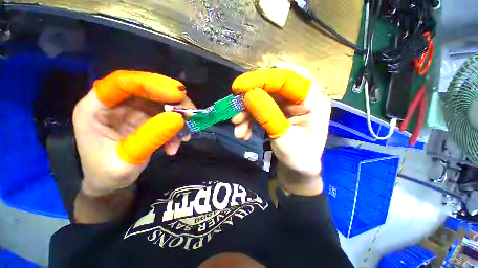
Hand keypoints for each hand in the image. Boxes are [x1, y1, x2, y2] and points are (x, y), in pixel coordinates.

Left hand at [73, 71, 192, 195]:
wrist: (108, 183)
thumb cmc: (106, 174)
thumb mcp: (127, 160)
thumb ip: (151, 137)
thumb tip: (179, 119)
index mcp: (95, 108)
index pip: (122, 83)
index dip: (151, 84)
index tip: (177, 95)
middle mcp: (115, 105)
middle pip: (148, 91)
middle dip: (173, 102)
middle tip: (191, 115)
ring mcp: (132, 112)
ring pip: (161, 104)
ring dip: (178, 118)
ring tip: (185, 136)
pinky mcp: (145, 120)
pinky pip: (166, 118)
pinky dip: (175, 129)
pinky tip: (176, 145)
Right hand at [231, 69, 330, 177]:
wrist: (298, 168)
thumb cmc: (298, 158)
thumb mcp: (284, 140)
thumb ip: (269, 117)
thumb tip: (249, 95)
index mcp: (313, 101)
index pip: (288, 79)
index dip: (263, 79)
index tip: (239, 87)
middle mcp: (300, 97)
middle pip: (271, 87)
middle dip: (250, 100)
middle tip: (235, 114)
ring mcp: (287, 104)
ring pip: (261, 98)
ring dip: (246, 112)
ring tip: (238, 129)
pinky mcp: (277, 110)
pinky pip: (258, 108)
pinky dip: (248, 119)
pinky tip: (243, 133)